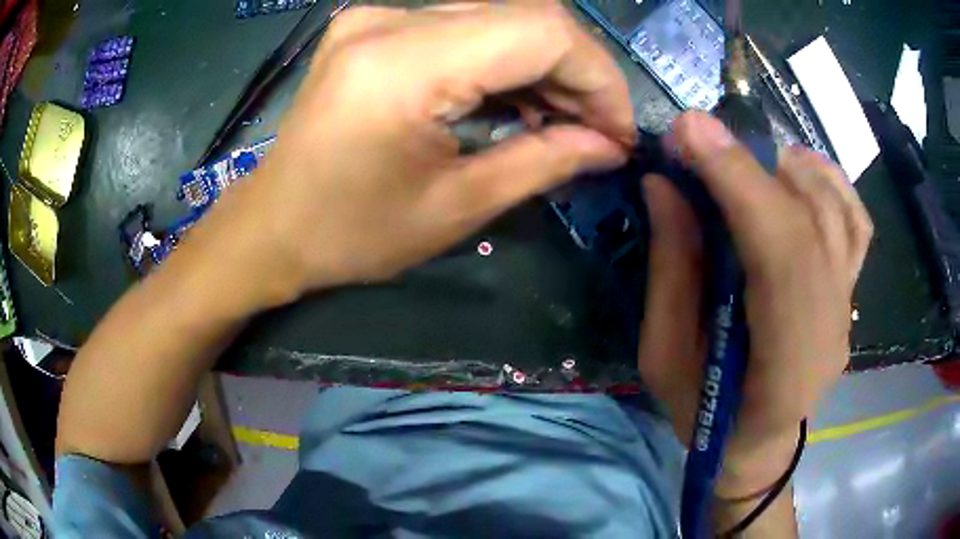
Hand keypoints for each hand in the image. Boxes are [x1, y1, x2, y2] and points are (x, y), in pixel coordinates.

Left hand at [205, 2, 633, 303]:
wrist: (272, 226)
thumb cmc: (349, 234)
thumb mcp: (454, 209)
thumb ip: (543, 162)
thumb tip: (610, 146)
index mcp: (402, 65)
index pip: (541, 31)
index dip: (598, 77)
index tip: (617, 132)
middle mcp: (389, 21)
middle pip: (525, 16)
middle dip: (577, 73)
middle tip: (597, 131)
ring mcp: (377, 17)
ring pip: (500, 17)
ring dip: (543, 66)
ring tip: (561, 122)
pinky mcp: (374, 27)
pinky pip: (464, 26)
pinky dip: (504, 61)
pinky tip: (517, 101)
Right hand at [638, 112, 872, 495]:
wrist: (757, 443)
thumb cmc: (705, 415)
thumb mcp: (665, 358)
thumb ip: (670, 272)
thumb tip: (665, 186)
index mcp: (785, 364)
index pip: (782, 256)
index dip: (740, 184)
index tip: (689, 132)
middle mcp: (832, 326)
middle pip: (812, 220)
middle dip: (751, 162)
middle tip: (695, 137)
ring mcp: (848, 303)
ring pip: (836, 207)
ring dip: (784, 164)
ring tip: (738, 161)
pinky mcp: (851, 287)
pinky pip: (854, 218)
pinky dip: (825, 179)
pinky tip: (793, 171)